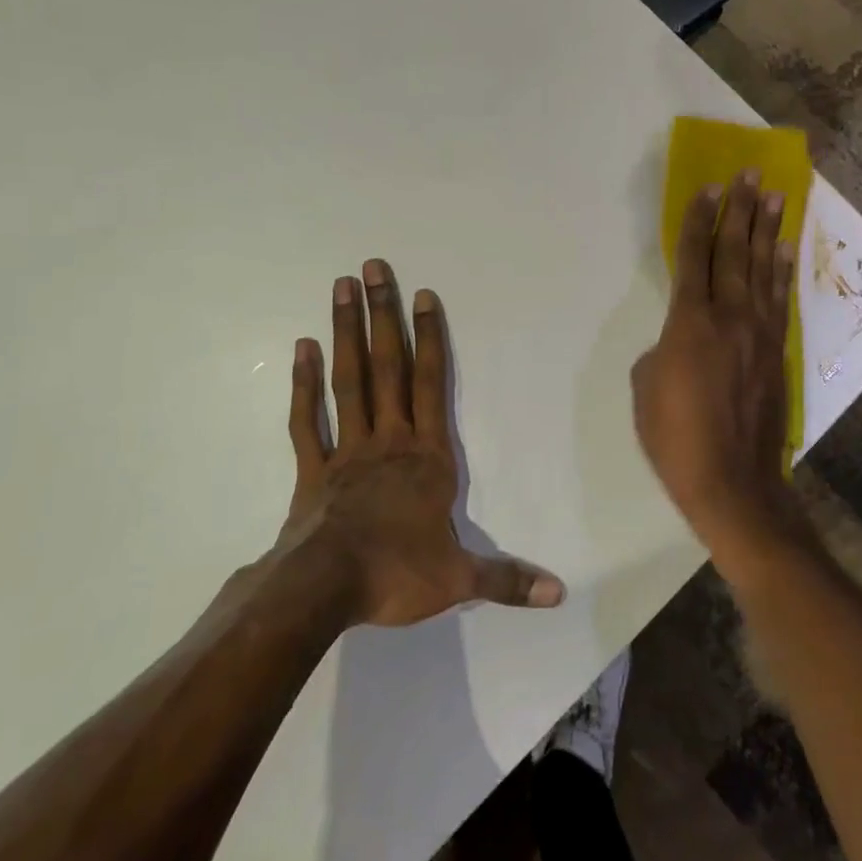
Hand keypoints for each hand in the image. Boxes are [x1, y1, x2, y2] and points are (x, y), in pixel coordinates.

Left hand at [279, 259, 564, 627]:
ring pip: (348, 380)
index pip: (432, 384)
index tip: (423, 295)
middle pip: (387, 366)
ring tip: (341, 288)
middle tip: (372, 267)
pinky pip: (307, 419)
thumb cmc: (395, 575)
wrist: (323, 591)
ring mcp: (346, 449)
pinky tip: (303, 348)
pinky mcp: (312, 468)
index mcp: (426, 457)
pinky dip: (303, 384)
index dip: (429, 338)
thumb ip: (507, 579)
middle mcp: (388, 440)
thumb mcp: (458, 580)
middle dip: (383, 315)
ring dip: (345, 332)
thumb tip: (559, 593)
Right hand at [631, 172, 807, 569]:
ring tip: (776, 196)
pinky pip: (779, 299)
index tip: (710, 188)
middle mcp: (729, 317)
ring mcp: (759, 333)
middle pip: (733, 252)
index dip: (700, 221)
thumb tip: (679, 340)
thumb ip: (663, 349)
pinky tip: (785, 249)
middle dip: (739, 210)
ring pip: (763, 269)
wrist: (732, 481)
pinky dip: (782, 270)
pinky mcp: (778, 351)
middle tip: (750, 174)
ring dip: (768, 230)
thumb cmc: (674, 437)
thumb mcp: (645, 387)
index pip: (693, 258)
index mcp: (689, 323)